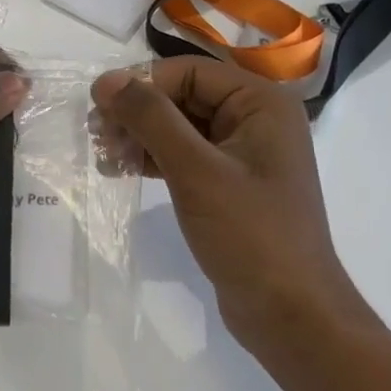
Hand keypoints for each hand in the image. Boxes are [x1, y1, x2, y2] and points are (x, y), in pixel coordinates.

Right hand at [92, 58, 356, 351]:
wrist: (293, 318)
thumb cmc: (250, 234)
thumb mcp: (195, 170)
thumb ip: (151, 117)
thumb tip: (107, 79)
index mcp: (261, 103)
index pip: (189, 72)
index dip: (141, 84)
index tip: (98, 108)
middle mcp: (256, 118)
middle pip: (184, 96)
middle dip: (138, 113)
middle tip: (97, 136)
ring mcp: (245, 153)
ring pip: (181, 126)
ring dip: (141, 136)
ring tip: (104, 155)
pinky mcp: (232, 183)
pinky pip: (187, 154)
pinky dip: (155, 158)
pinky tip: (122, 169)